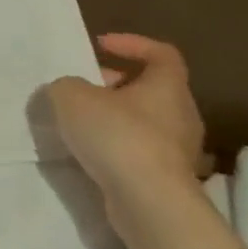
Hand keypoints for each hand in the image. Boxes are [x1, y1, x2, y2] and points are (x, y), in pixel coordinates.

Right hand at [47, 33, 205, 208]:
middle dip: (115, 84)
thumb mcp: (71, 95)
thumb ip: (66, 85)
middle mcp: (181, 115)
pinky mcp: (168, 180)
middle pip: (151, 89)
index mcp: (168, 87)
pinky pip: (140, 151)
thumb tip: (69, 91)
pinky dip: (116, 146)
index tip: (100, 46)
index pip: (162, 53)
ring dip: (114, 118)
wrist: (149, 204)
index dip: (132, 43)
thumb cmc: (117, 135)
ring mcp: (178, 151)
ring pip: (145, 122)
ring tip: (79, 122)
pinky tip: (90, 152)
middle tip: (83, 87)